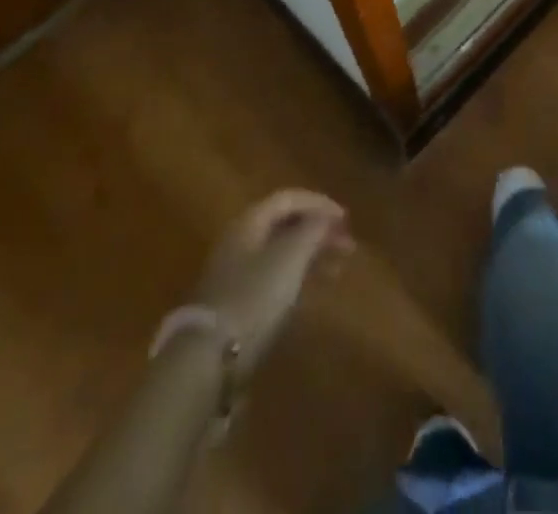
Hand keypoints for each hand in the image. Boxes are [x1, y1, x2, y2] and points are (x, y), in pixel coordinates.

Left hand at [194, 189, 352, 376]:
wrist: (209, 359)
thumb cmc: (254, 296)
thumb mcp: (290, 257)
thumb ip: (311, 230)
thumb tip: (325, 216)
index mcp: (249, 222)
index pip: (288, 199)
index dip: (319, 203)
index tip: (345, 219)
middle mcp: (240, 242)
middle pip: (285, 226)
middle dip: (318, 231)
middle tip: (348, 245)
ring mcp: (236, 275)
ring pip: (281, 254)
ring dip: (311, 256)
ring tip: (338, 270)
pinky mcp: (237, 306)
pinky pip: (274, 280)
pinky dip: (298, 279)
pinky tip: (313, 293)